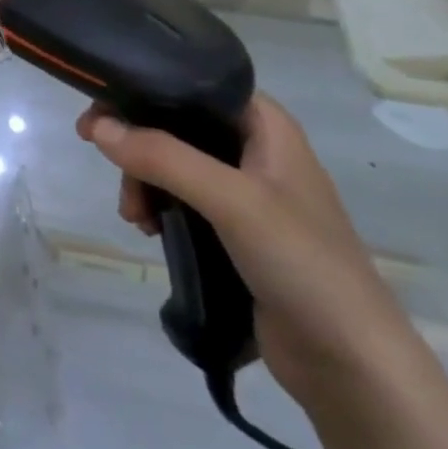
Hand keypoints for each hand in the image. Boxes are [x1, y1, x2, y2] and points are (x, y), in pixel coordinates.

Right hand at [77, 93, 421, 413]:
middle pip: (176, 126)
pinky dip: (158, 208)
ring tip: (136, 217)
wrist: (351, 364)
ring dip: (144, 183)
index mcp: (265, 125)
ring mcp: (246, 193)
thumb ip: (163, 158)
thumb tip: (96, 127)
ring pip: (173, 165)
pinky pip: (181, 201)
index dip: (144, 91)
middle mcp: (254, 149)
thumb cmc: (302, 262)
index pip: (193, 84)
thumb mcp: (231, 200)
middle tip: (111, 170)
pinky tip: (148, 230)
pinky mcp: (235, 232)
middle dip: (138, 147)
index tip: (100, 112)